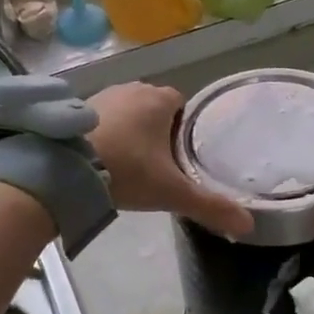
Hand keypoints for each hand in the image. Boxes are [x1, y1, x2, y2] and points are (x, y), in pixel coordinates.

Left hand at [86, 83, 254, 238]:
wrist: (65, 169)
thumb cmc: (127, 171)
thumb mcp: (172, 193)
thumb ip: (210, 206)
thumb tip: (248, 224)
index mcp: (160, 100)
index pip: (182, 104)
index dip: (185, 127)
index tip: (182, 154)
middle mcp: (133, 89)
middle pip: (155, 105)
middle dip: (158, 128)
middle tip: (159, 163)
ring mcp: (102, 96)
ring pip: (128, 110)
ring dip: (131, 129)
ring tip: (132, 162)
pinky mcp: (77, 108)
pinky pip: (102, 117)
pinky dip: (107, 132)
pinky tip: (105, 157)